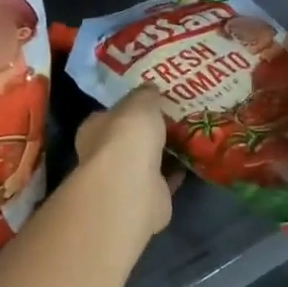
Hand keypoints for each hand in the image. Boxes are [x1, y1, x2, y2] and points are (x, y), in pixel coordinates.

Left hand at [75, 88, 175, 235]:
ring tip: (188, 136)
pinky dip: (176, 172)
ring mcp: (124, 180)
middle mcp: (104, 155)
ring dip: (164, 152)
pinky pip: (164, 179)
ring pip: (147, 161)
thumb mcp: (140, 103)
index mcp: (94, 129)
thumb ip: (146, 95)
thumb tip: (150, 88)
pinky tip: (192, 160)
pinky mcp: (146, 198)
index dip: (129, 108)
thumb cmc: (128, 137)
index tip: (151, 101)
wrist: (133, 188)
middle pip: (129, 139)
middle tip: (175, 117)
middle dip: (148, 131)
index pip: (110, 115)